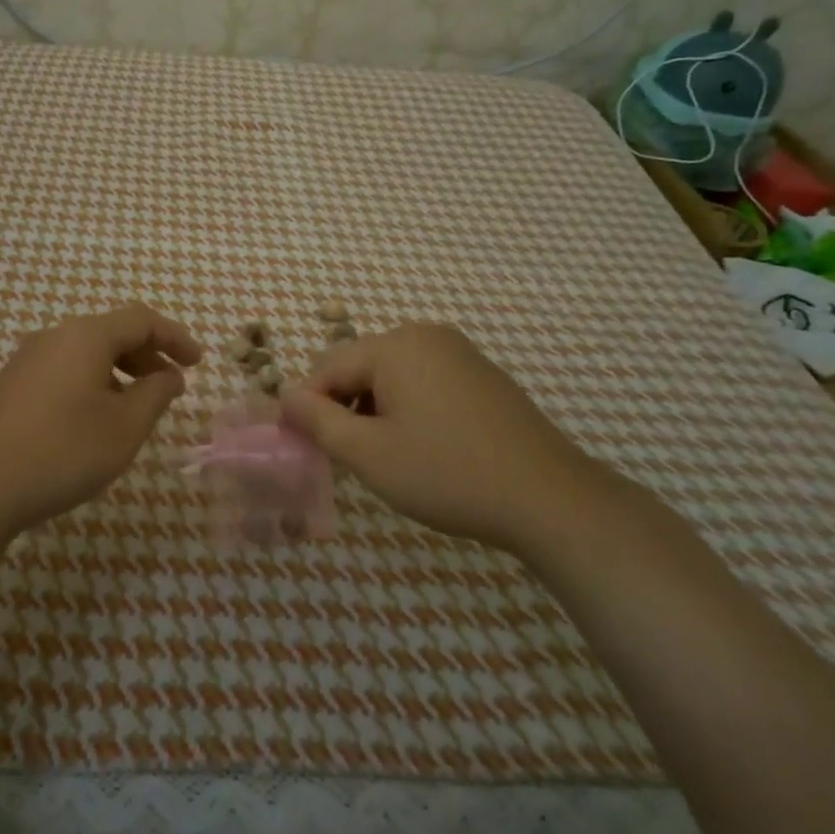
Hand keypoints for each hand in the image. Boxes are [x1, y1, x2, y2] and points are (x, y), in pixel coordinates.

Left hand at [0, 303, 202, 535]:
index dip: (175, 337)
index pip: (141, 319)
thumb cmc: (62, 451)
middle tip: (171, 386)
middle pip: (112, 332)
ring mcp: (27, 360)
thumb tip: (170, 375)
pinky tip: (95, 420)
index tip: (198, 362)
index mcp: (85, 336)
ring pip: (86, 353)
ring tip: (137, 408)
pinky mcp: (11, 386)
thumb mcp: (124, 427)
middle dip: (148, 356)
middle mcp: (54, 337)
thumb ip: (155, 394)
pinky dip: (93, 383)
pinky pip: (64, 371)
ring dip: (120, 372)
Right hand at [279, 323, 609, 554]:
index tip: (303, 447)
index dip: (307, 407)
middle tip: (345, 458)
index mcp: (395, 345)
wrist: (549, 498)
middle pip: (359, 366)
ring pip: (391, 375)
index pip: (327, 368)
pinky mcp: (481, 374)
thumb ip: (318, 421)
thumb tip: (284, 397)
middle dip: (343, 408)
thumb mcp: (369, 453)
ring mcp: (459, 352)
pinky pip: (424, 381)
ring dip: (374, 410)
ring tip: (382, 456)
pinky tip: (421, 447)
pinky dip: (407, 408)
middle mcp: (425, 335)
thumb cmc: (448, 473)